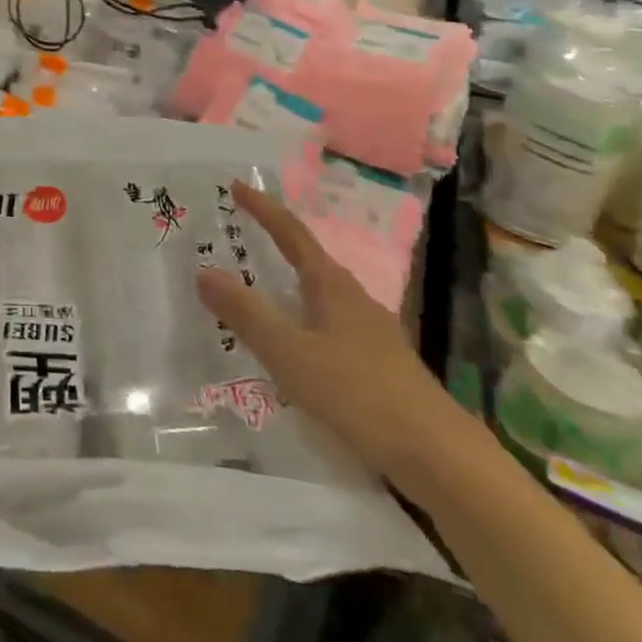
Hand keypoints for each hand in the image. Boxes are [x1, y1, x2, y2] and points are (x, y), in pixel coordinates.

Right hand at [196, 180, 450, 483]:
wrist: (437, 454)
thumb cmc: (358, 392)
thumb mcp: (290, 353)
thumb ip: (246, 313)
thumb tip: (204, 272)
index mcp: (332, 286)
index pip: (292, 233)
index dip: (263, 209)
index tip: (236, 187)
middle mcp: (352, 298)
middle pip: (307, 260)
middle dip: (273, 244)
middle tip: (237, 237)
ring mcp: (369, 331)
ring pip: (318, 295)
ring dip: (286, 285)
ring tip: (255, 291)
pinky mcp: (377, 363)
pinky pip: (327, 325)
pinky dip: (300, 320)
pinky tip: (292, 347)